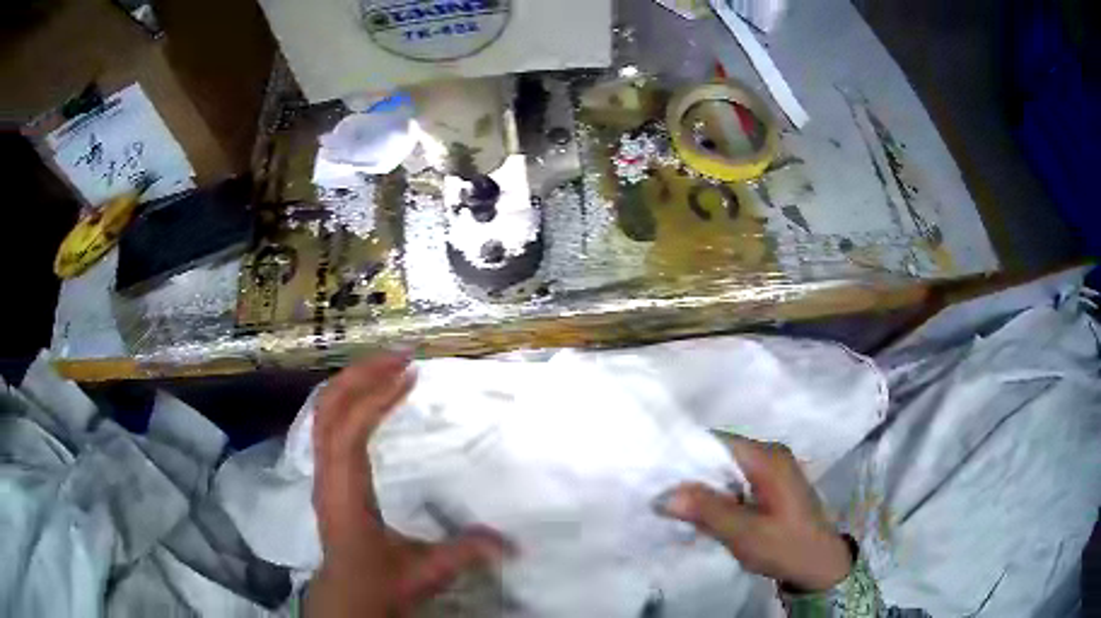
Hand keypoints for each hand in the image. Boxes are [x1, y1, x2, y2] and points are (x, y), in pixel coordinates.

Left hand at [307, 355, 509, 616]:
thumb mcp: (426, 571)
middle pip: (328, 408)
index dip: (376, 398)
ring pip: (324, 411)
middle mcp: (327, 474)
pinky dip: (349, 400)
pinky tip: (371, 396)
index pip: (350, 432)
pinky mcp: (326, 472)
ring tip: (387, 366)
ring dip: (353, 382)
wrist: (348, 594)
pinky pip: (328, 422)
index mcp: (345, 492)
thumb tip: (512, 543)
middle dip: (361, 375)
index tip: (409, 375)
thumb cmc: (381, 581)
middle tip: (400, 356)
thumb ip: (465, 553)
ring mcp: (322, 470)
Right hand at [657, 435, 851, 592]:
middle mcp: (770, 455)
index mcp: (768, 458)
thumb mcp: (746, 533)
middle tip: (656, 489)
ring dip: (701, 485)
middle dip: (690, 471)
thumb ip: (707, 511)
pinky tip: (698, 510)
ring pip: (726, 469)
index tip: (654, 470)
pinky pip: (734, 481)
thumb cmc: (786, 546)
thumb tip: (663, 495)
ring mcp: (771, 470)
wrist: (820, 565)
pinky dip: (715, 493)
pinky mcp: (770, 486)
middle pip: (720, 453)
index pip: (717, 442)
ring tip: (669, 501)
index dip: (685, 452)